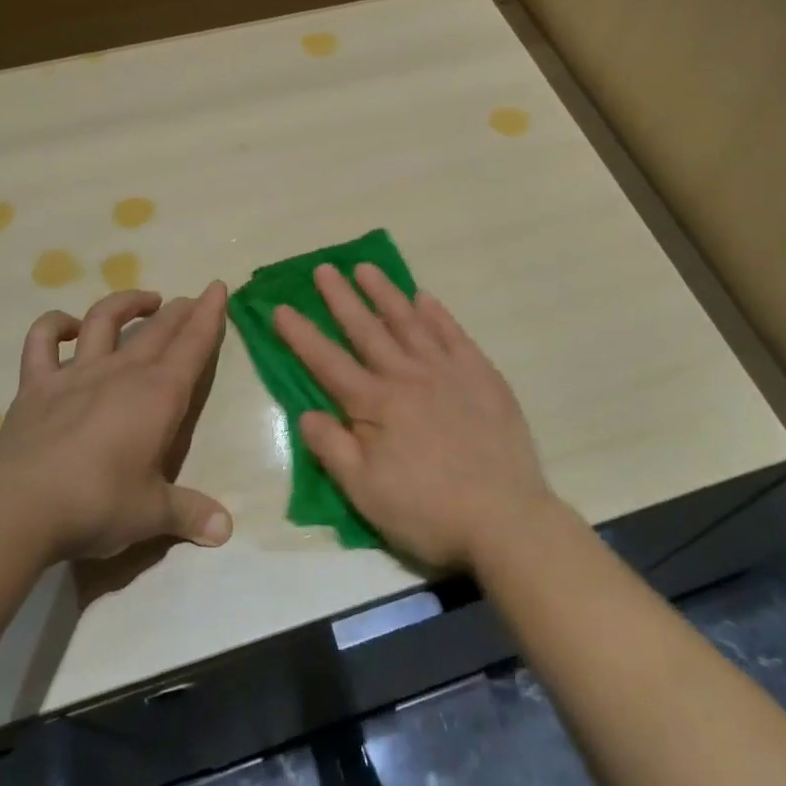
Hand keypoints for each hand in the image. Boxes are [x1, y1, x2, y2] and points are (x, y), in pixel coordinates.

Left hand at [0, 285, 233, 561]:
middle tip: (192, 300)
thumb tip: (225, 531)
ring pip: (104, 320)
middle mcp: (122, 373)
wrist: (19, 506)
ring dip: (126, 303)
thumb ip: (189, 514)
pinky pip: (42, 341)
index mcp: (159, 396)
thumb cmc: (98, 504)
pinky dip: (53, 325)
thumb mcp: (151, 514)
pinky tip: (66, 326)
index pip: (193, 345)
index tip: (218, 287)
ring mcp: (76, 374)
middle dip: (179, 310)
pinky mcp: (37, 385)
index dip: (209, 315)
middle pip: (157, 330)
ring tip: (144, 301)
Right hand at [272, 263, 552, 570]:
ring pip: (409, 322)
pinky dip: (437, 314)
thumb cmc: (428, 511)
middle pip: (367, 330)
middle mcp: (407, 377)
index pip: (328, 362)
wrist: (505, 518)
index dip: (301, 335)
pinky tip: (424, 297)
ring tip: (366, 267)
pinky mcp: (481, 376)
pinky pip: (454, 335)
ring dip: (385, 293)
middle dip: (341, 299)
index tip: (280, 307)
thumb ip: (333, 449)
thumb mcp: (366, 493)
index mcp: (375, 405)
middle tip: (323, 269)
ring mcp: (447, 371)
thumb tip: (306, 413)